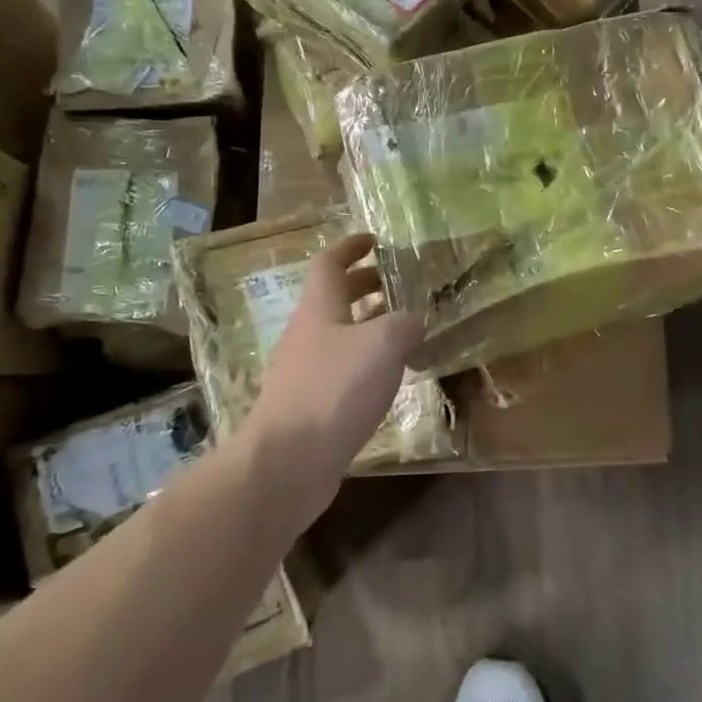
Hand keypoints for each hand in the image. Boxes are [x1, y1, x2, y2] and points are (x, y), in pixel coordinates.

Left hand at [242, 234, 423, 511]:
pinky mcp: (312, 405)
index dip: (350, 247)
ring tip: (406, 327)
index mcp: (319, 308)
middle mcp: (309, 333)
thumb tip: (414, 320)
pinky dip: (367, 360)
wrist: (287, 462)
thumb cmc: (334, 389)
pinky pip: (343, 368)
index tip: (374, 239)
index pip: (330, 263)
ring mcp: (306, 371)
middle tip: (400, 282)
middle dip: (366, 285)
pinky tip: (391, 375)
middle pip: (335, 298)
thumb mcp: (382, 344)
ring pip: (341, 334)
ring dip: (370, 324)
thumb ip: (405, 324)